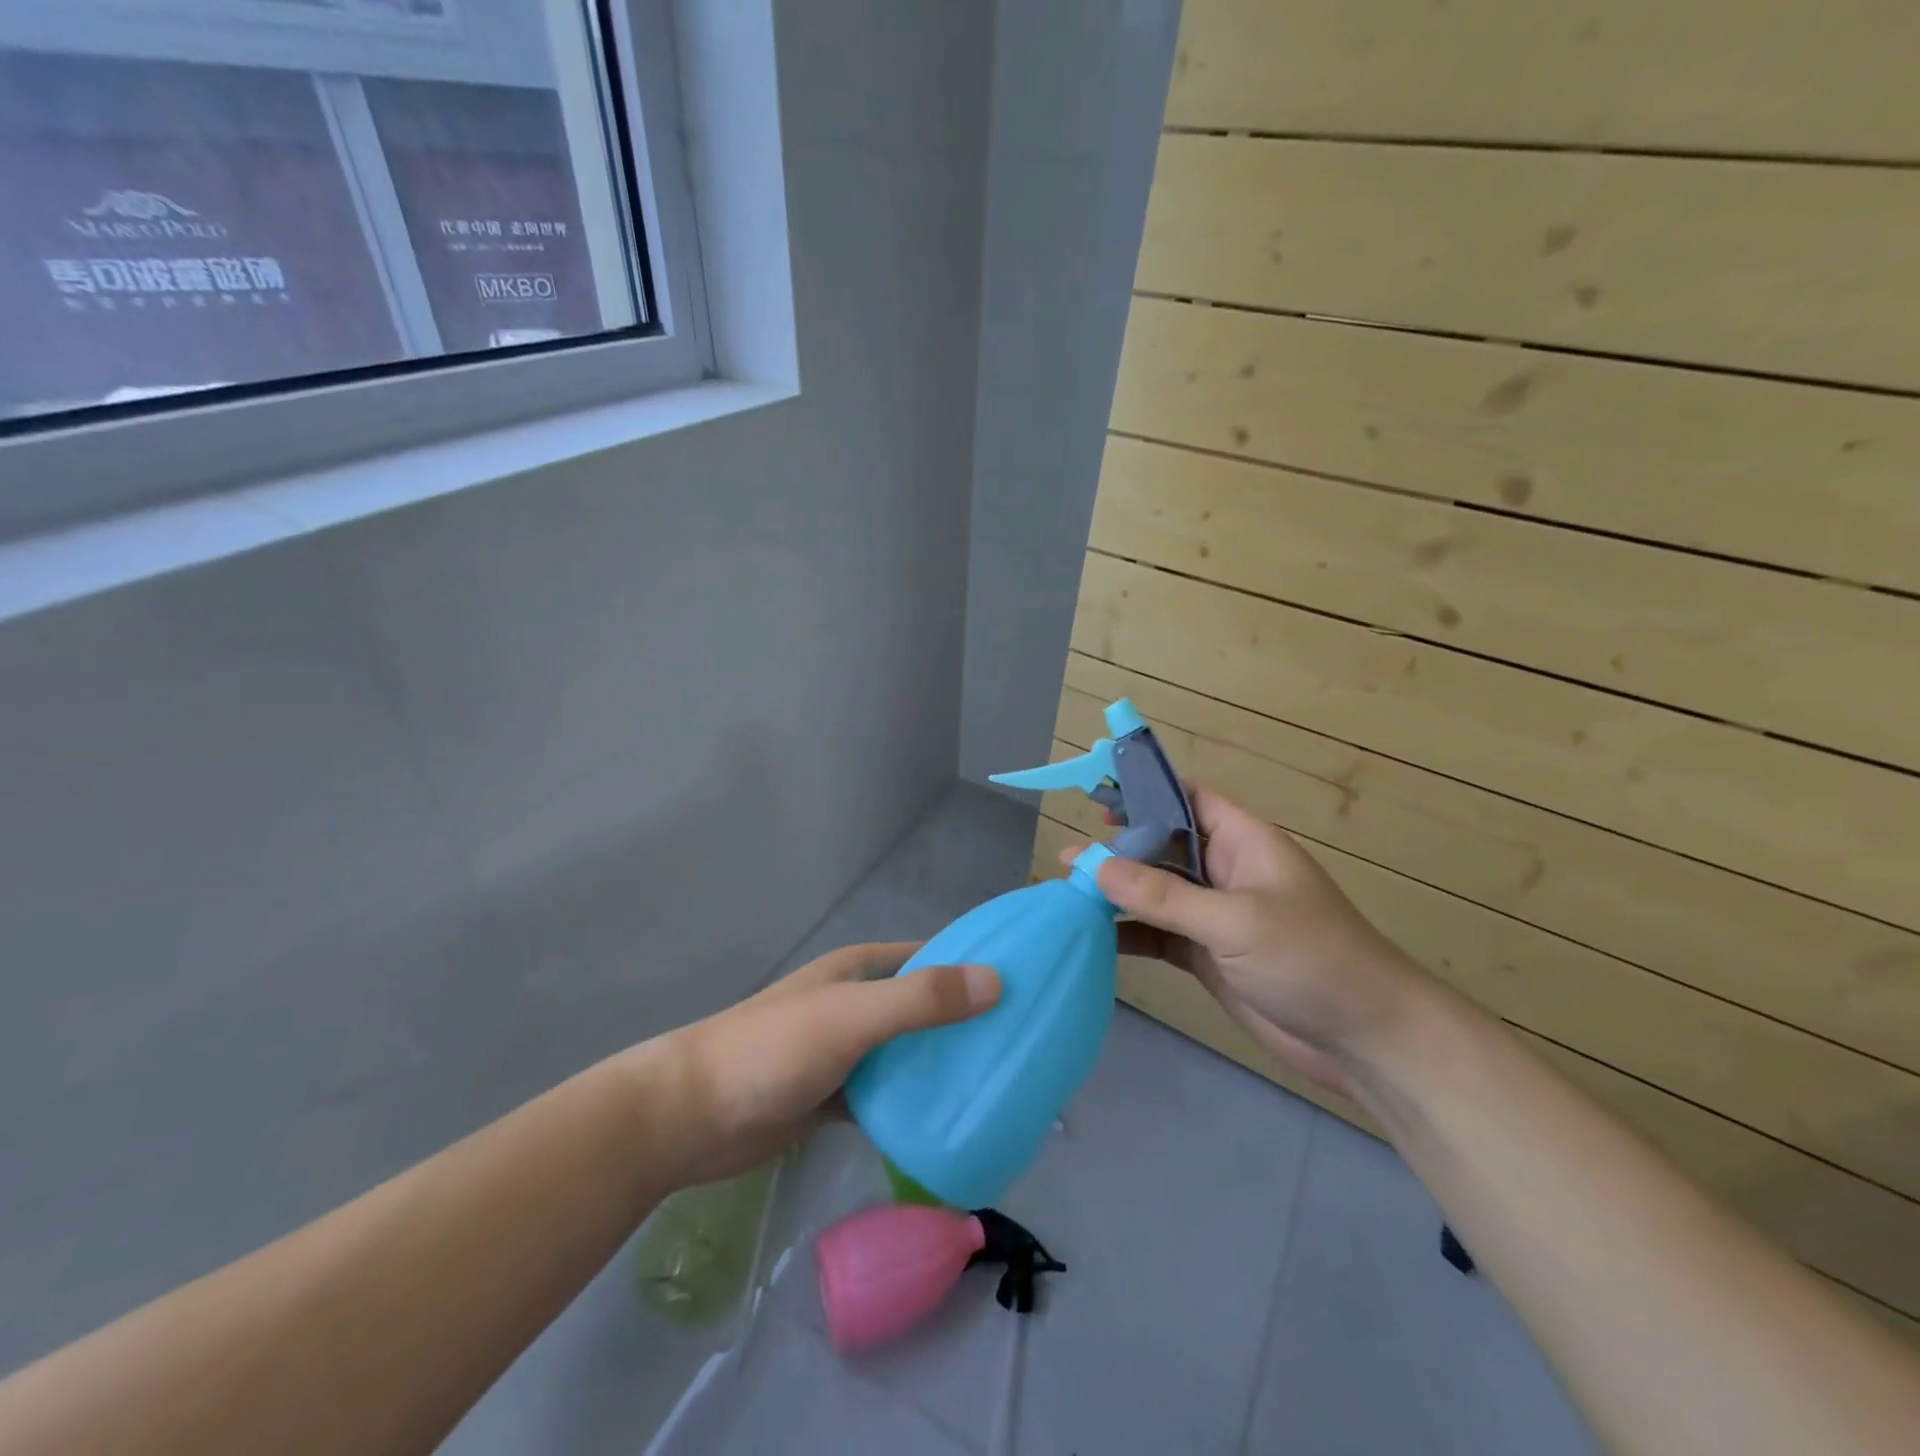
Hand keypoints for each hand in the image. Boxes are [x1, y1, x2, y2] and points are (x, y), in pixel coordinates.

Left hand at [661, 943, 998, 1186]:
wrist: (689, 1117)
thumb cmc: (772, 1051)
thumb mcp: (851, 1018)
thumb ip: (920, 1000)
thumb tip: (996, 981)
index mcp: (861, 970)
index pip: (931, 956)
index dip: (975, 965)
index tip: (1026, 986)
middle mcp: (856, 1004)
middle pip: (925, 1006)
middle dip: (967, 1021)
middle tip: (1023, 1046)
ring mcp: (845, 1051)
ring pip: (908, 1053)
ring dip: (943, 1065)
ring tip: (999, 1086)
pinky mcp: (834, 1097)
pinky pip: (887, 1095)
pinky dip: (913, 1104)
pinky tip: (949, 1123)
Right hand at [1066, 785, 1424, 1096]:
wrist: (1366, 1040)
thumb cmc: (1311, 959)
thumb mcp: (1235, 920)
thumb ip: (1164, 895)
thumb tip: (1095, 866)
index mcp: (1242, 842)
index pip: (1188, 799)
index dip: (1146, 793)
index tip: (1099, 799)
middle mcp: (1225, 871)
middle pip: (1162, 847)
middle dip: (1118, 850)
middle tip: (1069, 860)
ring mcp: (1215, 915)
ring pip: (1156, 892)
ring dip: (1118, 893)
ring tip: (1068, 895)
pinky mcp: (1208, 955)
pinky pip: (1159, 934)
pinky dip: (1129, 934)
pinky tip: (1094, 938)